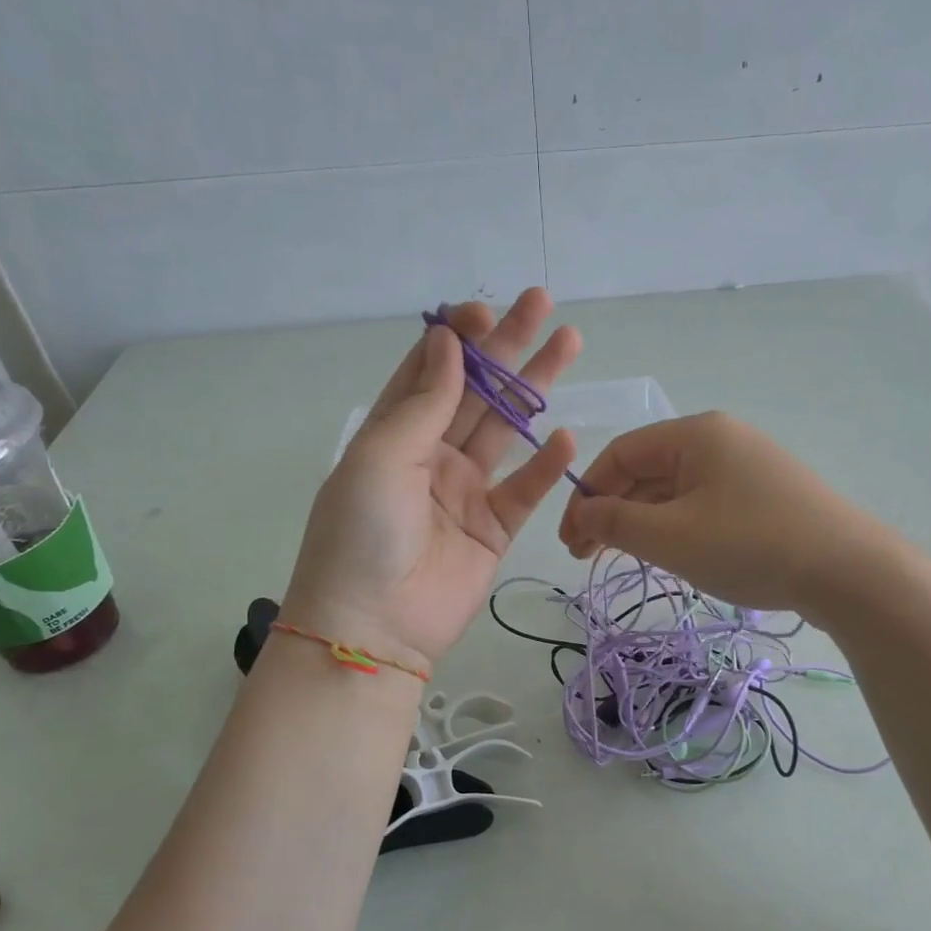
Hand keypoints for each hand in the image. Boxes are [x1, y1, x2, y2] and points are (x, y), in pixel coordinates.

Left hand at [283, 289, 579, 669]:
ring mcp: (465, 492)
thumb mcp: (381, 458)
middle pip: (476, 392)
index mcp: (393, 435)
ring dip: (536, 389)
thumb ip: (424, 403)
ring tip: (569, 344)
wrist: (374, 627)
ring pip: (507, 430)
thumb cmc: (361, 534)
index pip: (429, 372)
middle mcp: (431, 456)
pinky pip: (525, 490)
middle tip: (542, 303)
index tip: (485, 310)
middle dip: (507, 348)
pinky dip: (547, 465)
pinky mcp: (493, 529)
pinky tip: (568, 436)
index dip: (457, 338)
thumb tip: (448, 342)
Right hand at [558, 411, 884, 616]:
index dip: (586, 495)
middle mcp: (720, 439)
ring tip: (624, 559)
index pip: (620, 454)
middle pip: (646, 470)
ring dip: (642, 521)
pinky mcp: (766, 494)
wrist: (849, 572)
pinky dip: (676, 526)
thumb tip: (582, 511)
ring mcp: (747, 466)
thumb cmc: (749, 544)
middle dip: (611, 511)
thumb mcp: (670, 536)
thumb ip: (615, 521)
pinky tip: (670, 553)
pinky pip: (703, 503)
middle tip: (586, 557)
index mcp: (694, 434)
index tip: (570, 540)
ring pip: (675, 489)